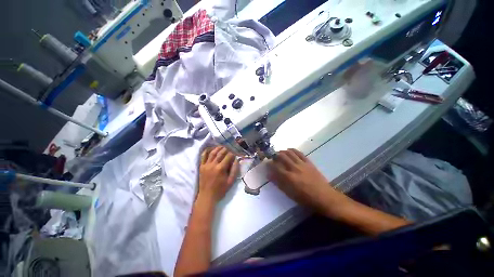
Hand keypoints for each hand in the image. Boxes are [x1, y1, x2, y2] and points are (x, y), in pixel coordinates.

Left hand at [198, 146, 238, 203]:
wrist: (207, 196)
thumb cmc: (220, 190)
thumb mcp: (230, 182)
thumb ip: (234, 170)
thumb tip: (236, 160)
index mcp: (221, 168)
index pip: (228, 156)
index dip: (232, 154)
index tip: (235, 154)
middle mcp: (213, 164)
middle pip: (220, 153)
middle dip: (226, 149)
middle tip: (229, 149)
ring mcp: (206, 165)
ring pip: (212, 153)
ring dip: (218, 148)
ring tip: (222, 147)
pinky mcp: (201, 166)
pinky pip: (203, 156)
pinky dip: (207, 151)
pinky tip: (210, 149)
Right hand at [268, 148, 342, 215]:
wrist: (324, 196)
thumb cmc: (305, 198)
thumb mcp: (289, 193)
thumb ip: (278, 183)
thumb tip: (269, 175)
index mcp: (288, 177)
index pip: (275, 166)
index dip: (269, 163)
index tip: (267, 163)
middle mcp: (294, 168)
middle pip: (281, 156)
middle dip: (275, 155)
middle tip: (272, 156)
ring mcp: (302, 164)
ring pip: (290, 153)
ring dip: (283, 151)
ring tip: (279, 152)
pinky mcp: (308, 162)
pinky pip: (299, 153)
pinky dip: (293, 150)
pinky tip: (289, 150)